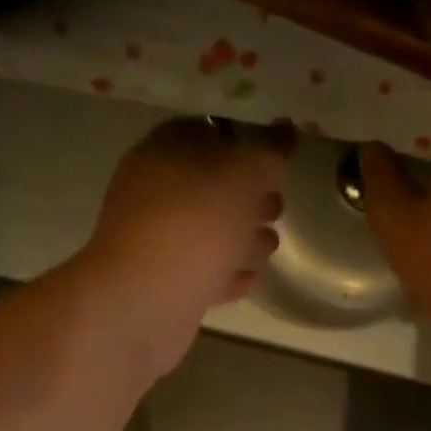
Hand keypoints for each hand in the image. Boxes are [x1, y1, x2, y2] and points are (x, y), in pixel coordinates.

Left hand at [83, 117, 284, 364]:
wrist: (145, 301)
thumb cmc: (195, 223)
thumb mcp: (244, 173)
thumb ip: (271, 151)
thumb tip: (286, 129)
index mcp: (165, 150)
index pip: (209, 132)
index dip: (246, 144)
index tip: (277, 164)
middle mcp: (154, 192)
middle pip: (211, 187)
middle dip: (249, 198)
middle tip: (276, 210)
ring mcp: (155, 241)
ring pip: (207, 232)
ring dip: (241, 239)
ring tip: (266, 248)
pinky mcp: (162, 284)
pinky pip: (201, 272)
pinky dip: (224, 274)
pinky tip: (247, 279)